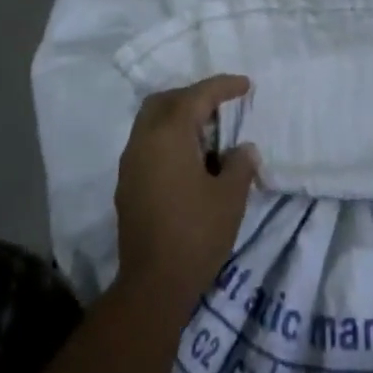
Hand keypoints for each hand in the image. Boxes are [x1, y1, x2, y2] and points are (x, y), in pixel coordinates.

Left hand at [115, 75, 259, 310]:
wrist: (152, 287)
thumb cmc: (196, 234)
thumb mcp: (230, 197)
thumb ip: (240, 164)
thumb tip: (243, 149)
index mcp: (169, 133)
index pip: (198, 95)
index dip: (224, 86)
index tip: (246, 85)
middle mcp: (144, 140)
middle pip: (166, 100)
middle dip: (193, 96)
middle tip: (220, 106)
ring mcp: (130, 163)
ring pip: (152, 122)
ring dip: (178, 118)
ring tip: (208, 135)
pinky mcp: (126, 185)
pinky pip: (147, 144)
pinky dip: (168, 140)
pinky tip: (190, 161)